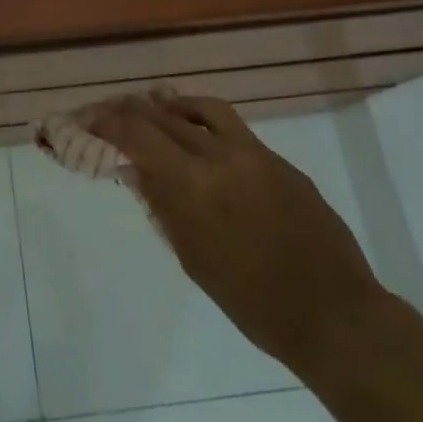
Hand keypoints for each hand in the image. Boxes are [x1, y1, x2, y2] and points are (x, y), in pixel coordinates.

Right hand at [88, 94, 383, 374]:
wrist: (336, 317)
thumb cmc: (255, 304)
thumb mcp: (195, 260)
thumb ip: (163, 206)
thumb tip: (134, 168)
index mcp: (196, 186)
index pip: (139, 136)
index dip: (107, 123)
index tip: (86, 119)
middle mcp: (222, 156)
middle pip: (165, 116)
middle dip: (131, 110)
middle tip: (108, 111)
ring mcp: (256, 153)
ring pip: (204, 109)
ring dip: (172, 105)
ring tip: (153, 105)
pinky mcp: (281, 161)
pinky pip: (234, 129)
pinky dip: (207, 123)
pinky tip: (201, 137)